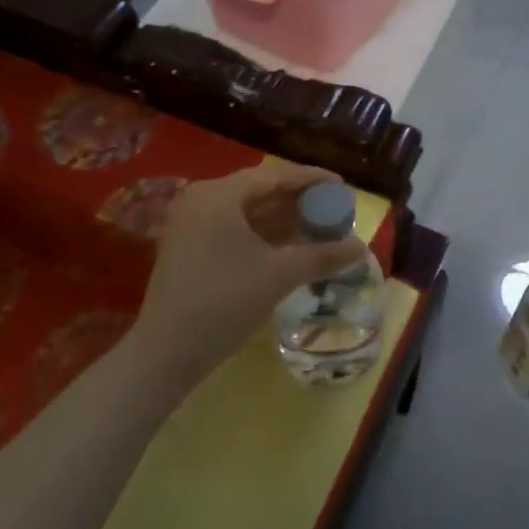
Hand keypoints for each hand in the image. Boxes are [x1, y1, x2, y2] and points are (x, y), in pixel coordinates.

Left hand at [130, 166, 368, 394]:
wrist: (167, 353)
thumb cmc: (225, 301)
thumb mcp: (280, 275)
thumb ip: (322, 256)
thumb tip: (361, 248)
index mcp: (219, 195)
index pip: (275, 176)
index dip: (311, 179)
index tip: (342, 186)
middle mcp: (202, 200)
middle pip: (260, 191)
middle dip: (299, 201)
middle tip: (334, 209)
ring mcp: (191, 225)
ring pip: (248, 212)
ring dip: (283, 219)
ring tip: (320, 227)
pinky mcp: (189, 248)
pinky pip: (234, 229)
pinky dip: (263, 235)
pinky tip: (291, 246)